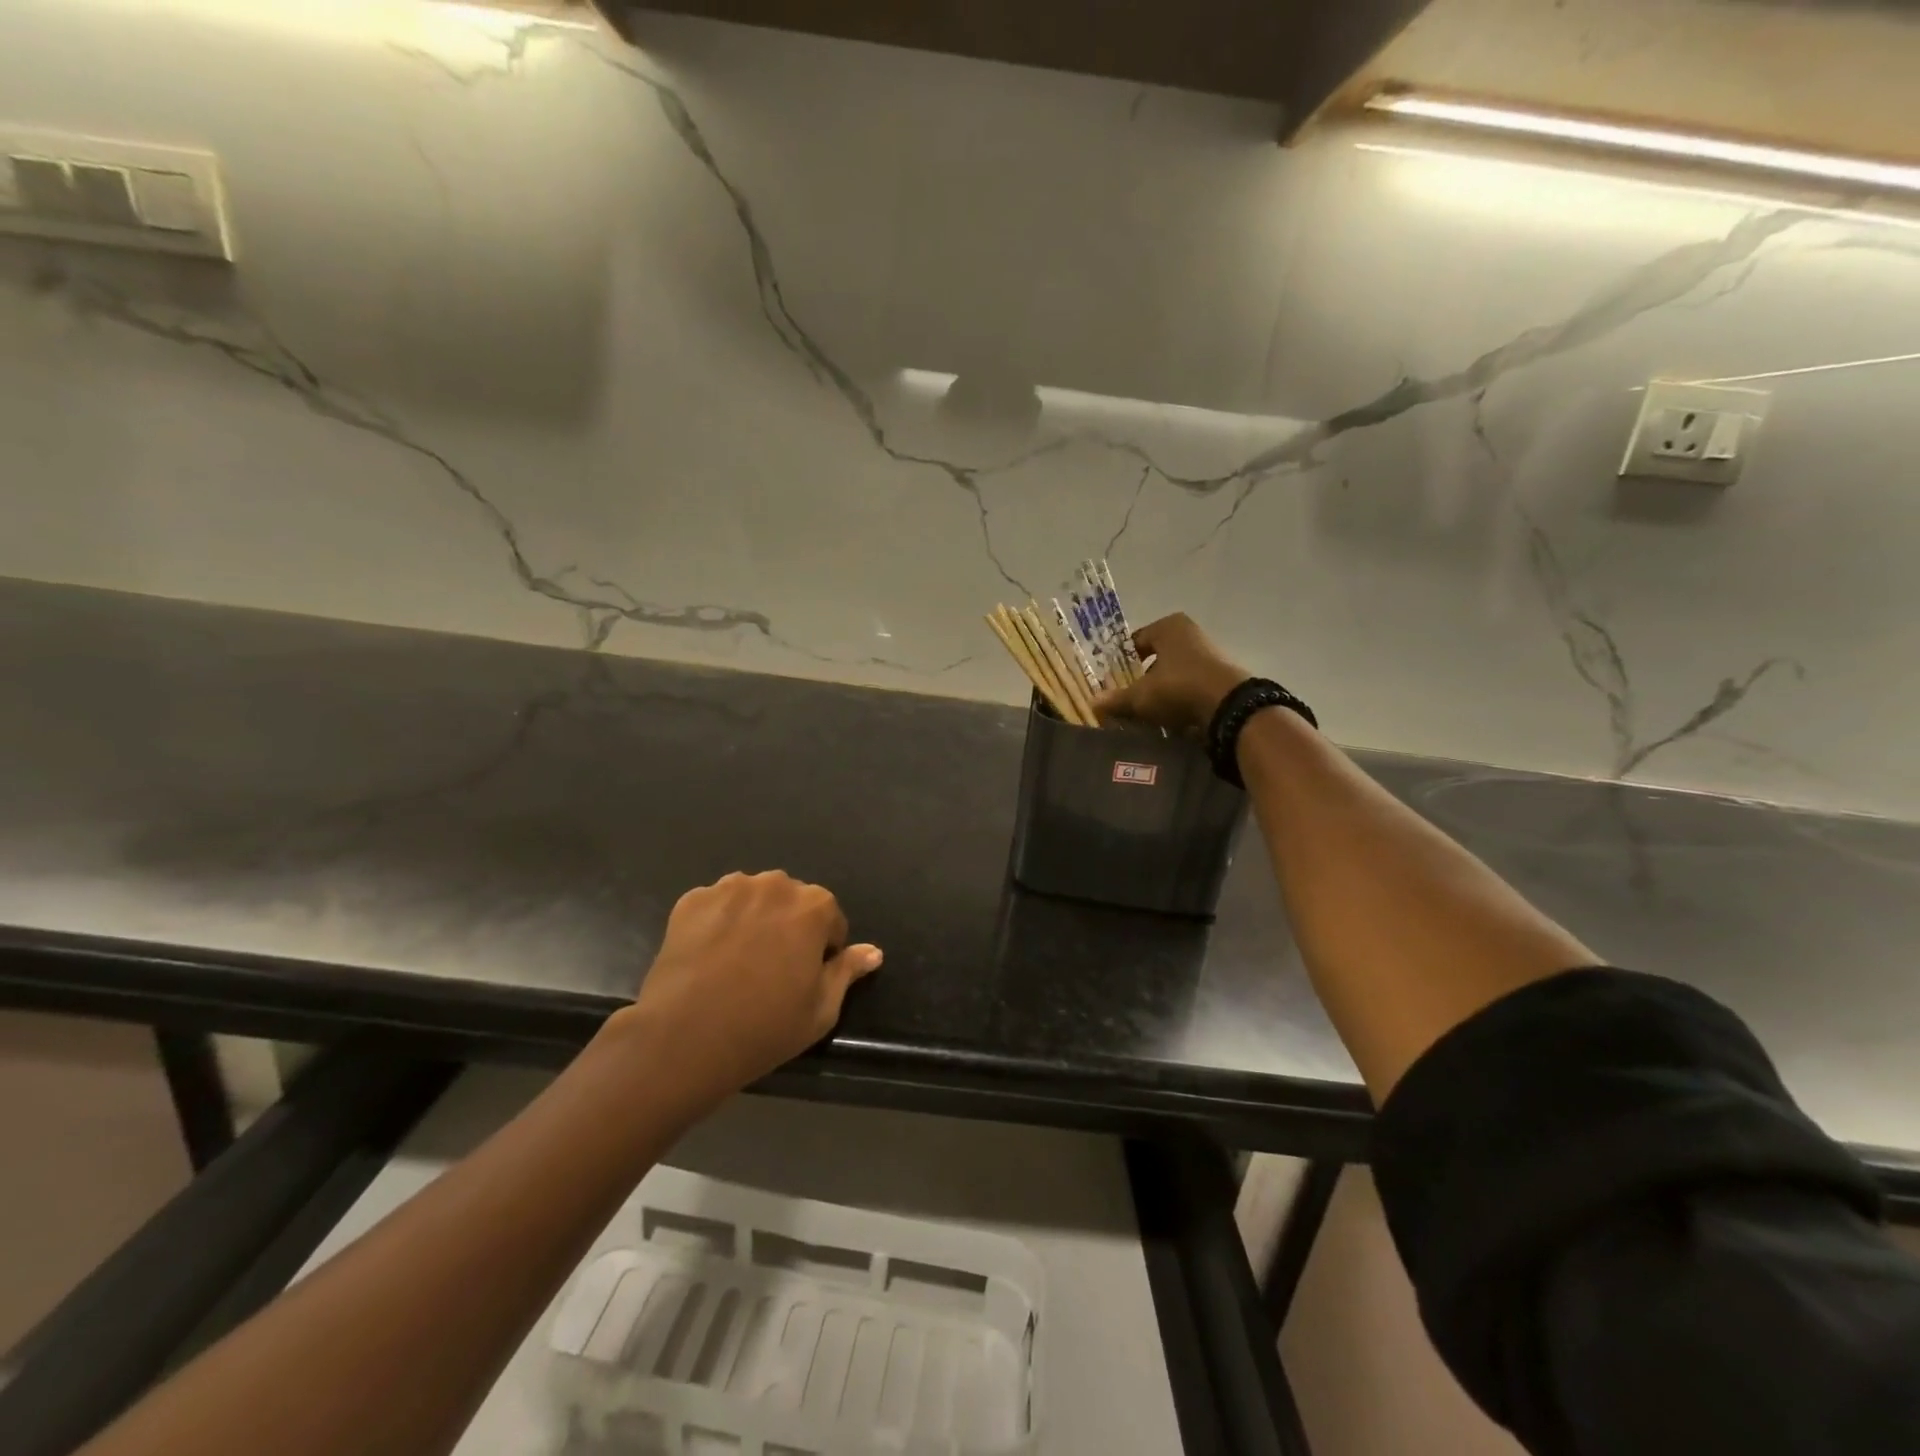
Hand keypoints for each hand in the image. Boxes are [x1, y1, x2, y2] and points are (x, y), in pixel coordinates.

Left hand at [624, 871, 882, 1106]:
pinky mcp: (692, 899)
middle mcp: (775, 884)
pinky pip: (716, 905)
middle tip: (770, 970)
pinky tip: (708, 956)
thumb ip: (848, 971)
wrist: (683, 1037)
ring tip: (736, 961)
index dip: (822, 950)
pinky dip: (717, 922)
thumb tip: (873, 951)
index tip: (804, 978)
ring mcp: (729, 888)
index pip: (831, 920)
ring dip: (753, 919)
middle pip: (791, 902)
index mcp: (814, 906)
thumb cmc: (764, 1027)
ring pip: (753, 898)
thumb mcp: (821, 1009)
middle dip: (788, 926)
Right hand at [1094, 613, 1248, 731]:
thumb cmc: (1178, 687)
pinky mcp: (1220, 675)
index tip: (1113, 682)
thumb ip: (1116, 699)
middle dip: (1142, 678)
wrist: (1229, 706)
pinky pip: (1191, 685)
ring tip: (1148, 712)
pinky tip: (1171, 716)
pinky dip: (1180, 698)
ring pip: (1174, 672)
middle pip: (1156, 657)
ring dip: (1161, 690)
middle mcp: (1189, 633)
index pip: (1135, 641)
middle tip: (1128, 698)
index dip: (1121, 662)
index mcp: (1168, 626)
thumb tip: (1092, 703)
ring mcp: (1209, 653)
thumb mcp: (1141, 696)